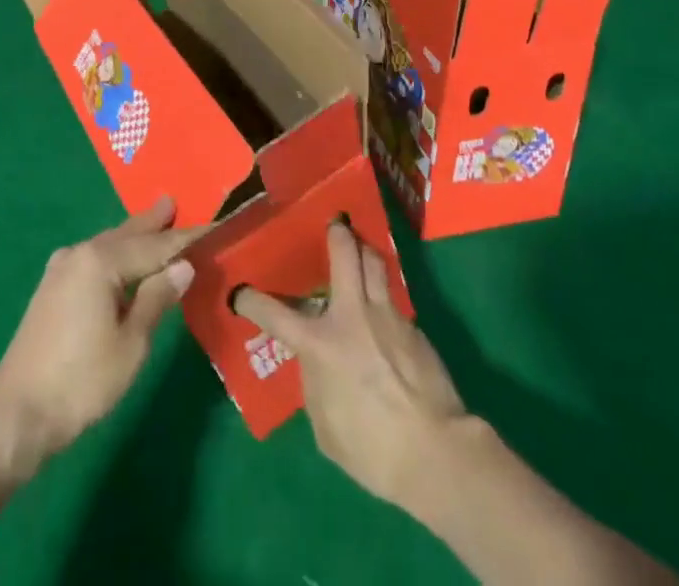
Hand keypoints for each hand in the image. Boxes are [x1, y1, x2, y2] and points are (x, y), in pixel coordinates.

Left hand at [0, 198, 202, 474]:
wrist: (18, 413)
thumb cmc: (82, 380)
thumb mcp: (131, 343)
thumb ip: (157, 299)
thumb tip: (183, 266)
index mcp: (100, 261)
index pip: (154, 245)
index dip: (185, 239)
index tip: (212, 227)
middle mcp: (80, 253)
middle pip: (126, 234)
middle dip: (151, 223)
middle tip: (172, 203)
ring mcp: (61, 269)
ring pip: (107, 245)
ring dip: (132, 237)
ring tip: (154, 224)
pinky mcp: (52, 288)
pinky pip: (93, 259)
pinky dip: (115, 254)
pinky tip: (122, 260)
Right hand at [235, 220, 469, 512]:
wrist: (437, 454)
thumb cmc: (373, 450)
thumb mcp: (326, 426)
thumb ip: (315, 384)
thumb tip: (317, 364)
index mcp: (320, 343)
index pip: (274, 313)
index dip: (251, 301)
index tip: (240, 293)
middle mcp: (351, 315)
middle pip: (344, 253)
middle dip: (336, 233)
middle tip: (332, 224)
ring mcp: (386, 315)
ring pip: (374, 262)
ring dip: (364, 251)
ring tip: (360, 249)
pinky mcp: (414, 328)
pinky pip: (393, 299)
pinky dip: (384, 297)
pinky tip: (384, 313)